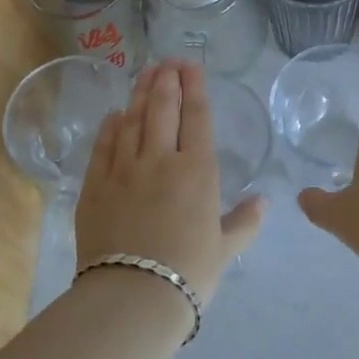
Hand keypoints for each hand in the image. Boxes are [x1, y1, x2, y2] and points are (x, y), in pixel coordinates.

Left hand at [76, 61, 265, 303]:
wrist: (133, 297)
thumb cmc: (188, 273)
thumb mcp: (225, 250)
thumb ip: (244, 222)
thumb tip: (263, 202)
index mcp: (197, 170)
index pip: (197, 116)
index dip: (195, 87)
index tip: (191, 66)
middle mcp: (160, 159)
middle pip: (163, 108)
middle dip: (167, 80)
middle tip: (168, 61)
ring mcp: (124, 169)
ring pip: (133, 120)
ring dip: (140, 93)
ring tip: (145, 73)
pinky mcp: (95, 185)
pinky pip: (103, 146)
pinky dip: (110, 126)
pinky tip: (115, 114)